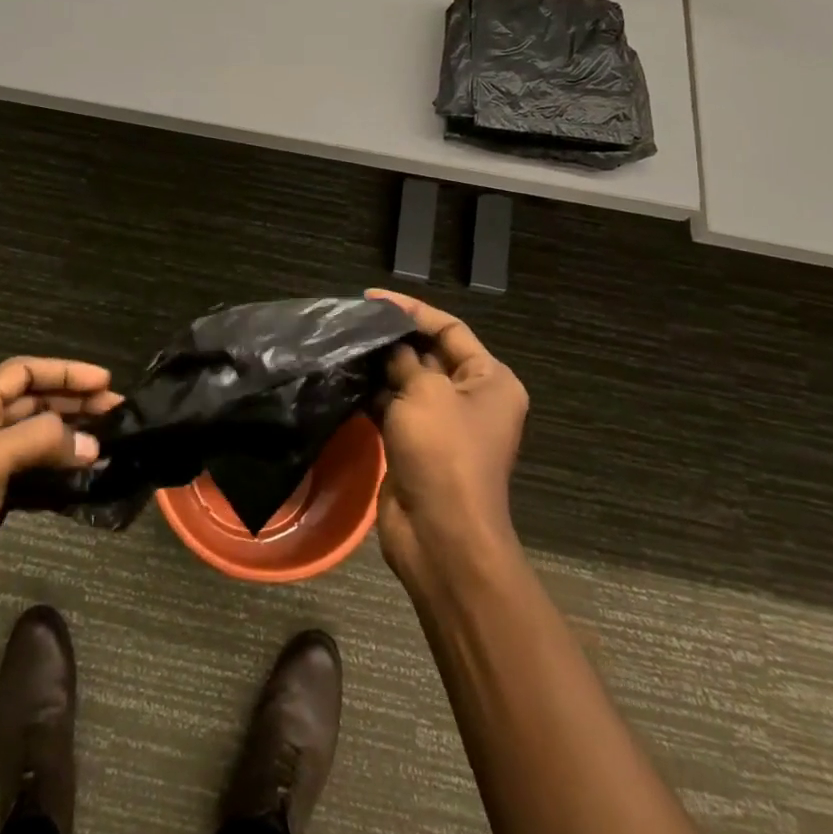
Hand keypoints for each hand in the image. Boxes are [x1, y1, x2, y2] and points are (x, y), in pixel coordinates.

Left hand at [0, 358, 121, 593]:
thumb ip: (40, 440)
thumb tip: (90, 443)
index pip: (24, 370)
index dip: (66, 372)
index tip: (105, 382)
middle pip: (31, 398)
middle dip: (74, 399)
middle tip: (116, 411)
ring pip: (32, 429)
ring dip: (68, 430)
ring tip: (105, 437)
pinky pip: (27, 461)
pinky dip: (54, 459)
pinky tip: (78, 469)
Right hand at [367, 290, 528, 581]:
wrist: (441, 535)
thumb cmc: (444, 453)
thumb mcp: (425, 393)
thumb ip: (404, 360)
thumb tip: (388, 346)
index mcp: (489, 380)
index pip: (450, 329)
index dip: (412, 311)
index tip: (373, 299)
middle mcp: (470, 398)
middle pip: (429, 354)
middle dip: (393, 338)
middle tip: (352, 322)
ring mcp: (443, 425)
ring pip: (408, 382)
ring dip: (379, 367)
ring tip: (343, 345)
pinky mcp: (416, 445)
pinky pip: (394, 409)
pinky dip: (373, 395)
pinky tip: (344, 379)